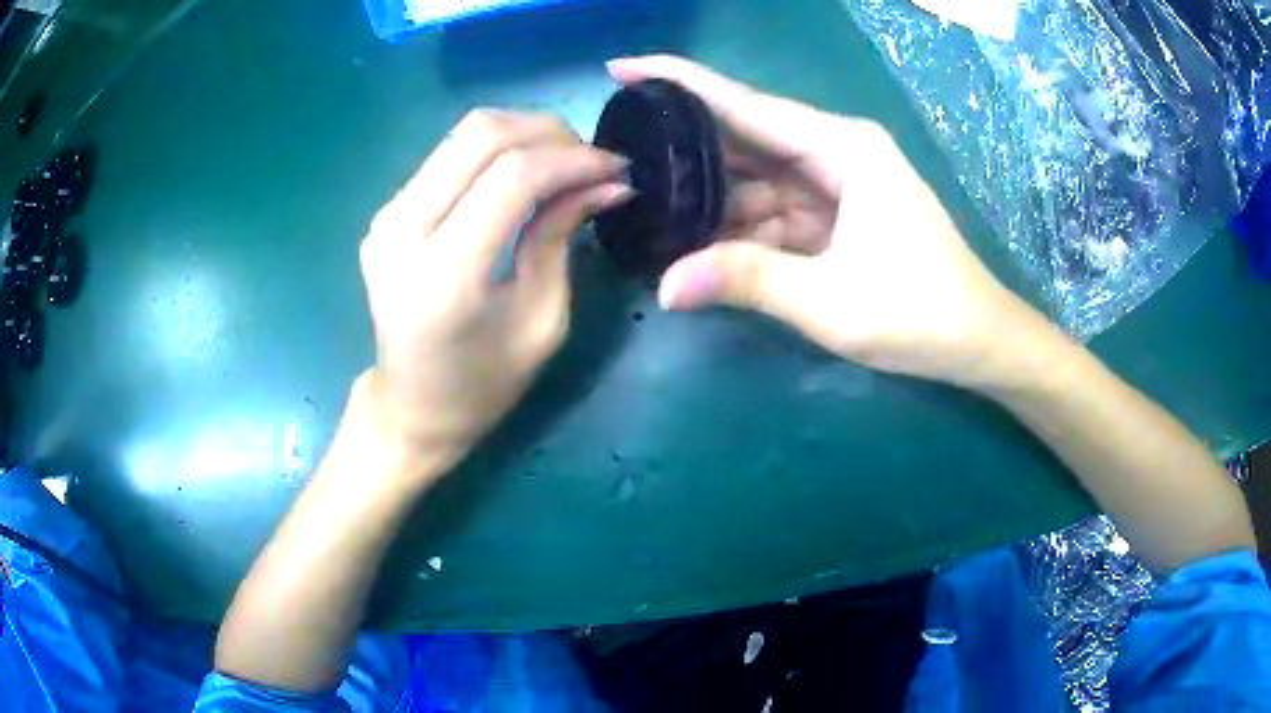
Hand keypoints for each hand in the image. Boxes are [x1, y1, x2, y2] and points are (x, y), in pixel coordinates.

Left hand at [358, 109, 631, 467]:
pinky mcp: (386, 211)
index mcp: (443, 276)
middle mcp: (402, 233)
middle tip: (593, 159)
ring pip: (462, 134)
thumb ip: (562, 236)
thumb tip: (606, 182)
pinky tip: (526, 171)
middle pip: (480, 136)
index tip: (617, 167)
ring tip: (566, 161)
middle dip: (549, 133)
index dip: (572, 160)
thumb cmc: (484, 384)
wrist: (412, 405)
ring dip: (524, 133)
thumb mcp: (541, 320)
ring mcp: (386, 217)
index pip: (510, 178)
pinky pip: (448, 154)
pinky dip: (496, 150)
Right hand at [608, 56, 1041, 387]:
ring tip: (647, 203)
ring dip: (712, 195)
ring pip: (759, 177)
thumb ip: (747, 279)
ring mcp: (840, 181)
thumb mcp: (829, 300)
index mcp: (842, 148)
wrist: (977, 340)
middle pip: (747, 137)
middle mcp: (838, 151)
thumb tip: (665, 286)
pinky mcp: (841, 212)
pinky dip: (743, 224)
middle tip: (620, 154)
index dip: (680, 83)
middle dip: (687, 145)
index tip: (620, 68)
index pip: (746, 104)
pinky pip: (779, 207)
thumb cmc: (918, 312)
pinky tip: (701, 238)